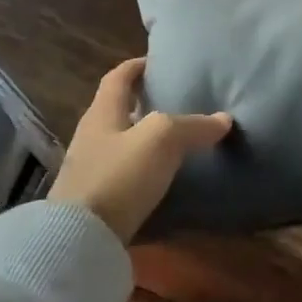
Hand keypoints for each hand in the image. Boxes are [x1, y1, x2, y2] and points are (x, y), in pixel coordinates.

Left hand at [49, 57, 232, 242]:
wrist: (78, 240)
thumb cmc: (119, 175)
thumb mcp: (162, 140)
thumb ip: (193, 126)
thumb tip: (223, 119)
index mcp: (103, 112)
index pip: (119, 77)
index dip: (138, 66)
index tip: (159, 61)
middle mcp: (91, 136)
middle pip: (118, 110)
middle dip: (143, 103)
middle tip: (175, 101)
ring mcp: (89, 170)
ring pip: (121, 142)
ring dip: (144, 138)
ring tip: (176, 139)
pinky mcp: (94, 201)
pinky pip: (123, 174)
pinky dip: (143, 169)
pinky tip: (162, 177)